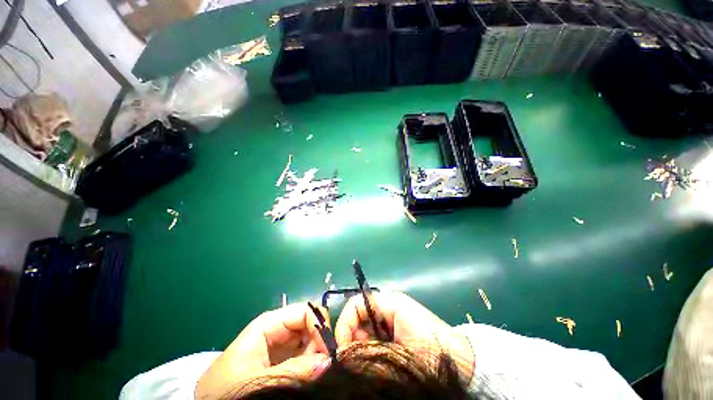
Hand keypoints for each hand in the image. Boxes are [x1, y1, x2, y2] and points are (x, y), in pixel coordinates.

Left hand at [195, 303, 330, 398]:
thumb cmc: (228, 391)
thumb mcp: (257, 382)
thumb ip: (292, 371)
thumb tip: (328, 360)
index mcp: (269, 324)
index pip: (304, 311)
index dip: (319, 325)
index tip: (329, 350)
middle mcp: (278, 331)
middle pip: (309, 325)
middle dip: (320, 342)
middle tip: (324, 365)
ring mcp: (281, 347)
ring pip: (310, 342)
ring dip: (317, 355)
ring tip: (316, 373)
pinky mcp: (282, 362)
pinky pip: (304, 357)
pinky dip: (312, 365)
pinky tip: (310, 376)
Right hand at [334, 292, 473, 379]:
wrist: (461, 361)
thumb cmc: (431, 346)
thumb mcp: (397, 345)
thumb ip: (368, 349)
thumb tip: (342, 355)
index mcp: (388, 302)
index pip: (355, 304)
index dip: (344, 324)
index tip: (342, 349)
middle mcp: (386, 308)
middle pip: (357, 319)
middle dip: (351, 340)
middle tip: (353, 362)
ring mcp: (390, 322)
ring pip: (363, 333)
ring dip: (360, 349)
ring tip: (368, 365)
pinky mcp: (394, 336)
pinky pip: (373, 342)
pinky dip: (369, 354)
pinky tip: (377, 364)